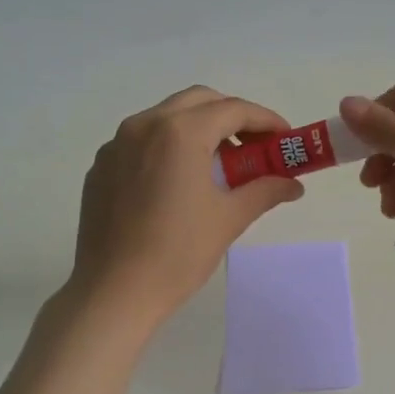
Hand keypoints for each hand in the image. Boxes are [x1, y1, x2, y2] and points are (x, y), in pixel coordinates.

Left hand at [68, 86, 303, 325]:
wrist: (114, 291)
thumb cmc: (178, 253)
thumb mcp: (229, 219)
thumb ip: (264, 191)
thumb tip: (293, 184)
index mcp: (180, 133)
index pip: (233, 110)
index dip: (266, 121)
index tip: (285, 139)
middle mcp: (144, 125)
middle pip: (199, 101)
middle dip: (232, 117)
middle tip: (254, 147)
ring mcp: (116, 144)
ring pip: (166, 117)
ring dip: (199, 129)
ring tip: (219, 165)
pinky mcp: (101, 166)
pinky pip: (142, 141)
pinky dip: (168, 147)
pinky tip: (179, 182)